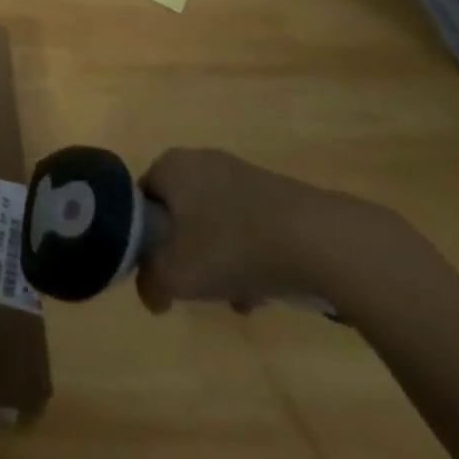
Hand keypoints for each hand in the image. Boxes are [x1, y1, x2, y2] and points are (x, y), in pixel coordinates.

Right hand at [136, 149, 373, 314]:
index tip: (161, 272)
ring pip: (214, 224)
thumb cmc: (232, 246)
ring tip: (239, 298)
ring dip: (220, 261)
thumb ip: (150, 284)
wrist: (317, 239)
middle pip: (180, 215)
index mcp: (170, 166)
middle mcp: (200, 160)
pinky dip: (248, 256)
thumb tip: (152, 292)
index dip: (145, 241)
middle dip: (187, 255)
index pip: (141, 202)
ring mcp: (240, 174)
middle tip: (199, 287)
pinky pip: (246, 226)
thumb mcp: (177, 275)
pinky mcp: (273, 193)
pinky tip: (264, 290)